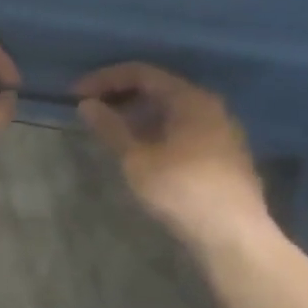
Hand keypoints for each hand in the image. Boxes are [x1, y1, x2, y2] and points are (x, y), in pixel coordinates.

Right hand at [74, 63, 267, 247]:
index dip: (105, 79)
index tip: (76, 94)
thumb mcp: (137, 159)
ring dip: (138, 115)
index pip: (142, 73)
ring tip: (110, 131)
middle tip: (90, 110)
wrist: (231, 233)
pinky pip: (182, 128)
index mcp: (190, 99)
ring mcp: (220, 130)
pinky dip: (155, 130)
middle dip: (121, 95)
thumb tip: (87, 105)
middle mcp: (210, 106)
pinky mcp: (222, 154)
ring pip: (172, 110)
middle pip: (159, 88)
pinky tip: (140, 150)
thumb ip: (111, 128)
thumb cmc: (180, 190)